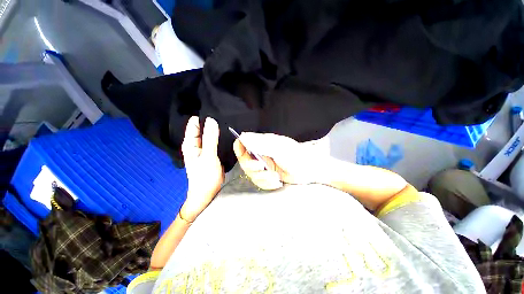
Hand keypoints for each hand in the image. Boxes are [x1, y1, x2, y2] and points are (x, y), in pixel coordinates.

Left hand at [180, 116, 223, 220]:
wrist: (207, 192)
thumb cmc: (205, 176)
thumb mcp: (208, 156)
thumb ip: (210, 139)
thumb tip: (211, 120)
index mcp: (190, 143)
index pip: (194, 124)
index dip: (202, 117)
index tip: (215, 110)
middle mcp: (196, 144)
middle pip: (202, 128)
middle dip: (210, 122)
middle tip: (224, 114)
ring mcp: (204, 148)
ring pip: (209, 134)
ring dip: (216, 129)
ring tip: (227, 121)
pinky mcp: (211, 152)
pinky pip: (215, 141)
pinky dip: (219, 136)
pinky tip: (227, 133)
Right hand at [233, 133, 324, 189]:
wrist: (309, 169)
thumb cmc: (296, 155)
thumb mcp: (278, 148)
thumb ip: (260, 143)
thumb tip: (243, 136)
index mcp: (262, 143)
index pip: (243, 143)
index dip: (240, 147)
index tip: (244, 154)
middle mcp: (261, 154)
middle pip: (244, 161)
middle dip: (252, 167)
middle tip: (262, 167)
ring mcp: (264, 166)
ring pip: (252, 174)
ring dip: (262, 178)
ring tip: (275, 177)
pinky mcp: (268, 176)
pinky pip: (260, 182)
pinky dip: (267, 184)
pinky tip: (277, 181)